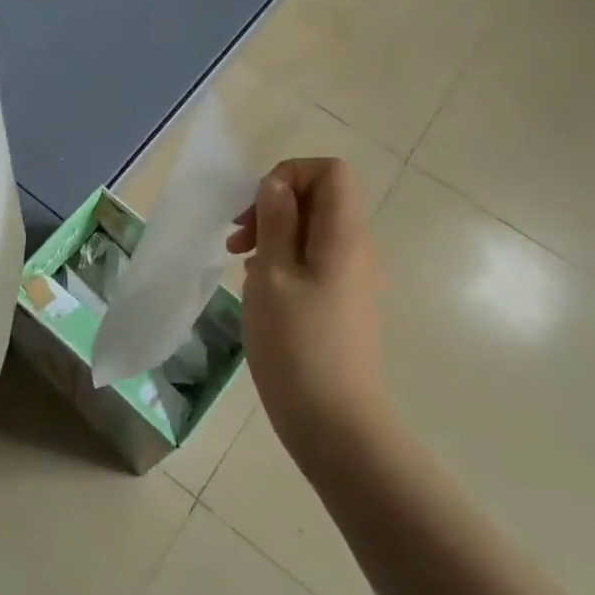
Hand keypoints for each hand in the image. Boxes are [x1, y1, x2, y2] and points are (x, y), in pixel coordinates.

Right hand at [228, 158, 389, 470]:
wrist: (334, 423)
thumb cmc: (296, 344)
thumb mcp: (272, 274)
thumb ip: (276, 222)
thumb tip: (277, 184)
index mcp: (343, 234)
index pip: (330, 171)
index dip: (290, 175)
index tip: (257, 208)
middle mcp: (355, 248)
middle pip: (320, 198)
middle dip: (274, 205)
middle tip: (238, 239)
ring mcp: (351, 278)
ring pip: (313, 231)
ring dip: (274, 234)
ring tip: (241, 263)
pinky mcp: (341, 303)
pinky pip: (313, 260)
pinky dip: (284, 260)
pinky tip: (258, 287)